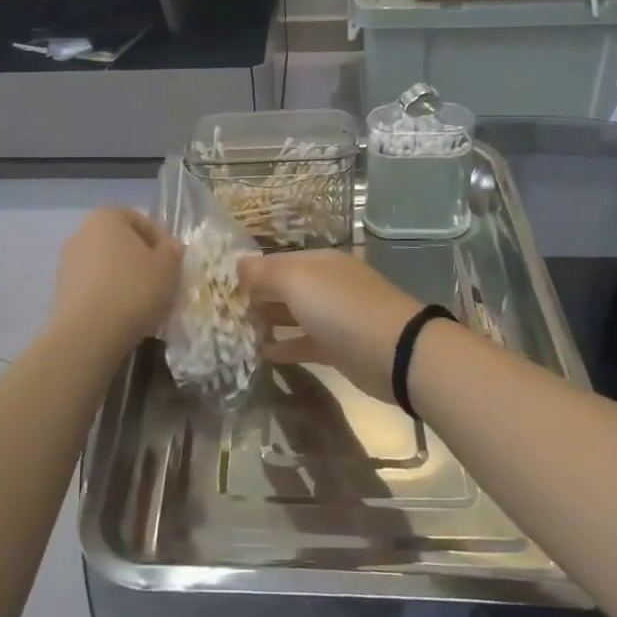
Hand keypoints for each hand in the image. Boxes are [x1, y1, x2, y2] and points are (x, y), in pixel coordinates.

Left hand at [51, 207, 181, 351]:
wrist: (88, 334)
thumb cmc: (133, 290)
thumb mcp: (168, 267)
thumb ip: (172, 251)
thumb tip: (168, 249)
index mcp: (106, 217)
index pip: (140, 220)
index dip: (162, 239)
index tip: (175, 261)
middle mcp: (81, 233)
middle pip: (121, 242)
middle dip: (142, 258)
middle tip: (162, 280)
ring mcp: (67, 262)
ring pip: (106, 265)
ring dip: (125, 278)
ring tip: (144, 301)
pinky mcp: (61, 291)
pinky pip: (93, 286)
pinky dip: (109, 294)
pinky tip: (123, 314)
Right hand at [237, 251, 424, 402]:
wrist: (396, 352)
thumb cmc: (342, 309)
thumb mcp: (297, 282)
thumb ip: (265, 273)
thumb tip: (237, 265)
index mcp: (318, 262)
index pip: (275, 261)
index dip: (249, 272)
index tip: (219, 288)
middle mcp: (326, 284)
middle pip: (284, 287)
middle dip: (256, 297)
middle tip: (224, 313)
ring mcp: (334, 317)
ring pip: (293, 315)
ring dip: (268, 322)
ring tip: (238, 332)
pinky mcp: (338, 348)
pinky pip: (304, 343)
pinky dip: (285, 346)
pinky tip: (262, 354)